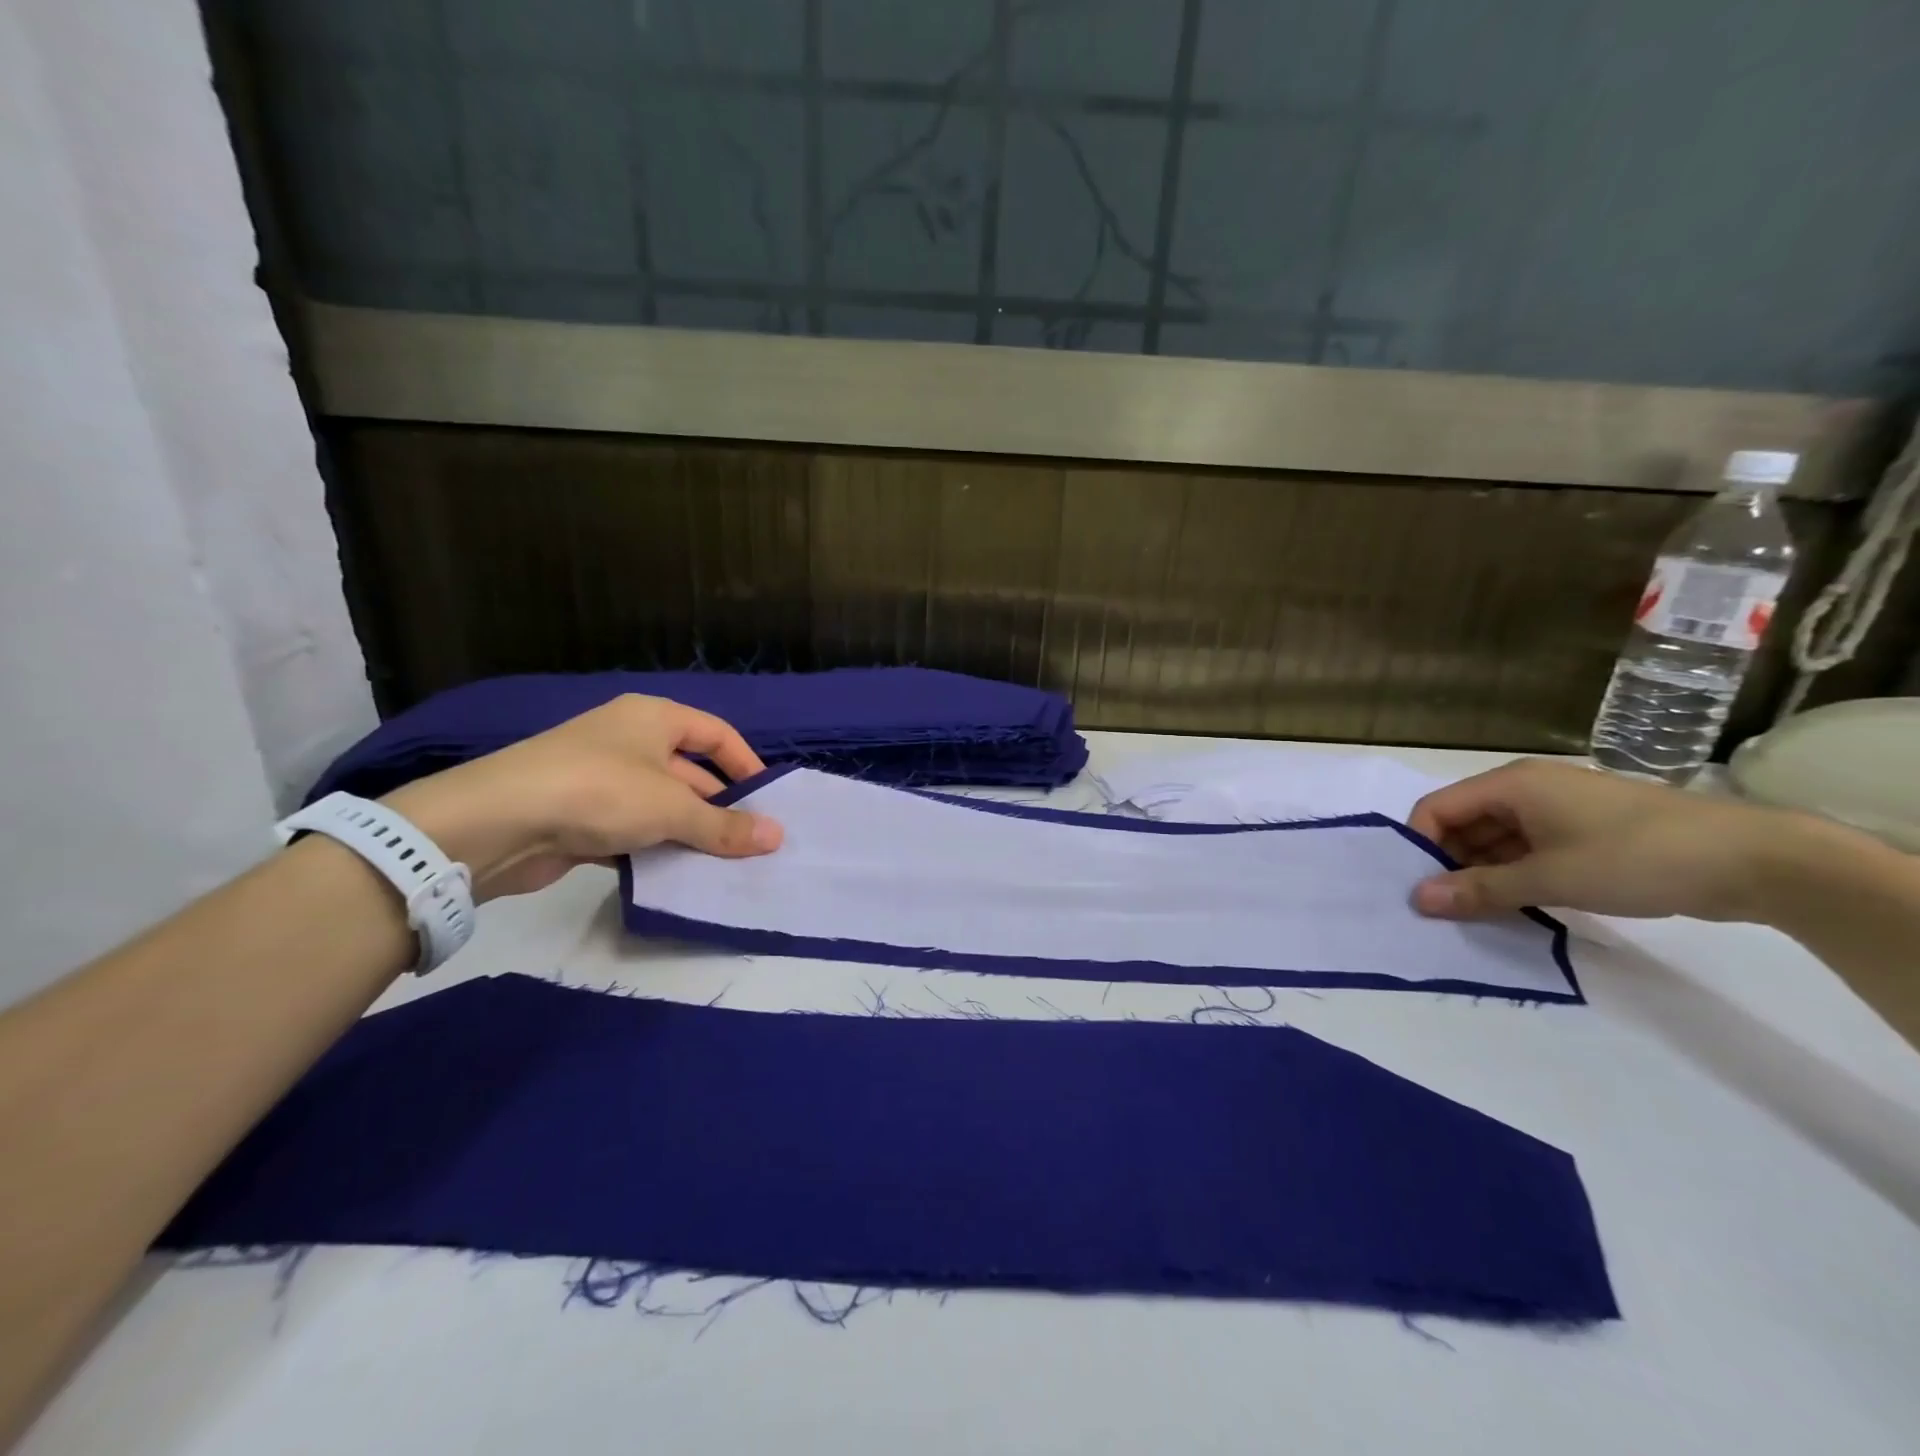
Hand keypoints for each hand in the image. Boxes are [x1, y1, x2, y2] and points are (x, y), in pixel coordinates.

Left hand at [384, 695, 783, 899]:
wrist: (495, 823)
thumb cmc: (600, 792)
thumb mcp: (672, 808)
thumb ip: (726, 825)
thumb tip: (778, 836)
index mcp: (653, 718)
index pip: (716, 734)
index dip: (746, 764)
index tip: (767, 802)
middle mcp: (629, 741)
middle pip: (690, 772)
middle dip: (719, 807)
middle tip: (749, 843)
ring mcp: (601, 778)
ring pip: (661, 804)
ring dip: (688, 832)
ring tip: (721, 865)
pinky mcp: (580, 815)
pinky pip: (632, 828)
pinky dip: (654, 848)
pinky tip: (674, 875)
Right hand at [1406, 759, 1778, 922]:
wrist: (1755, 861)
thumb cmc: (1636, 857)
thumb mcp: (1550, 878)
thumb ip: (1479, 889)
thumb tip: (1417, 900)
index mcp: (1511, 784)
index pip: (1437, 809)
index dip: (1421, 846)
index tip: (1426, 890)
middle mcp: (1527, 787)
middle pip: (1464, 822)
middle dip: (1452, 862)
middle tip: (1452, 908)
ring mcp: (1559, 808)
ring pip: (1496, 837)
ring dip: (1485, 872)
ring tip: (1485, 912)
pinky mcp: (1586, 829)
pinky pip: (1529, 847)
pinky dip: (1517, 872)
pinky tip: (1522, 903)